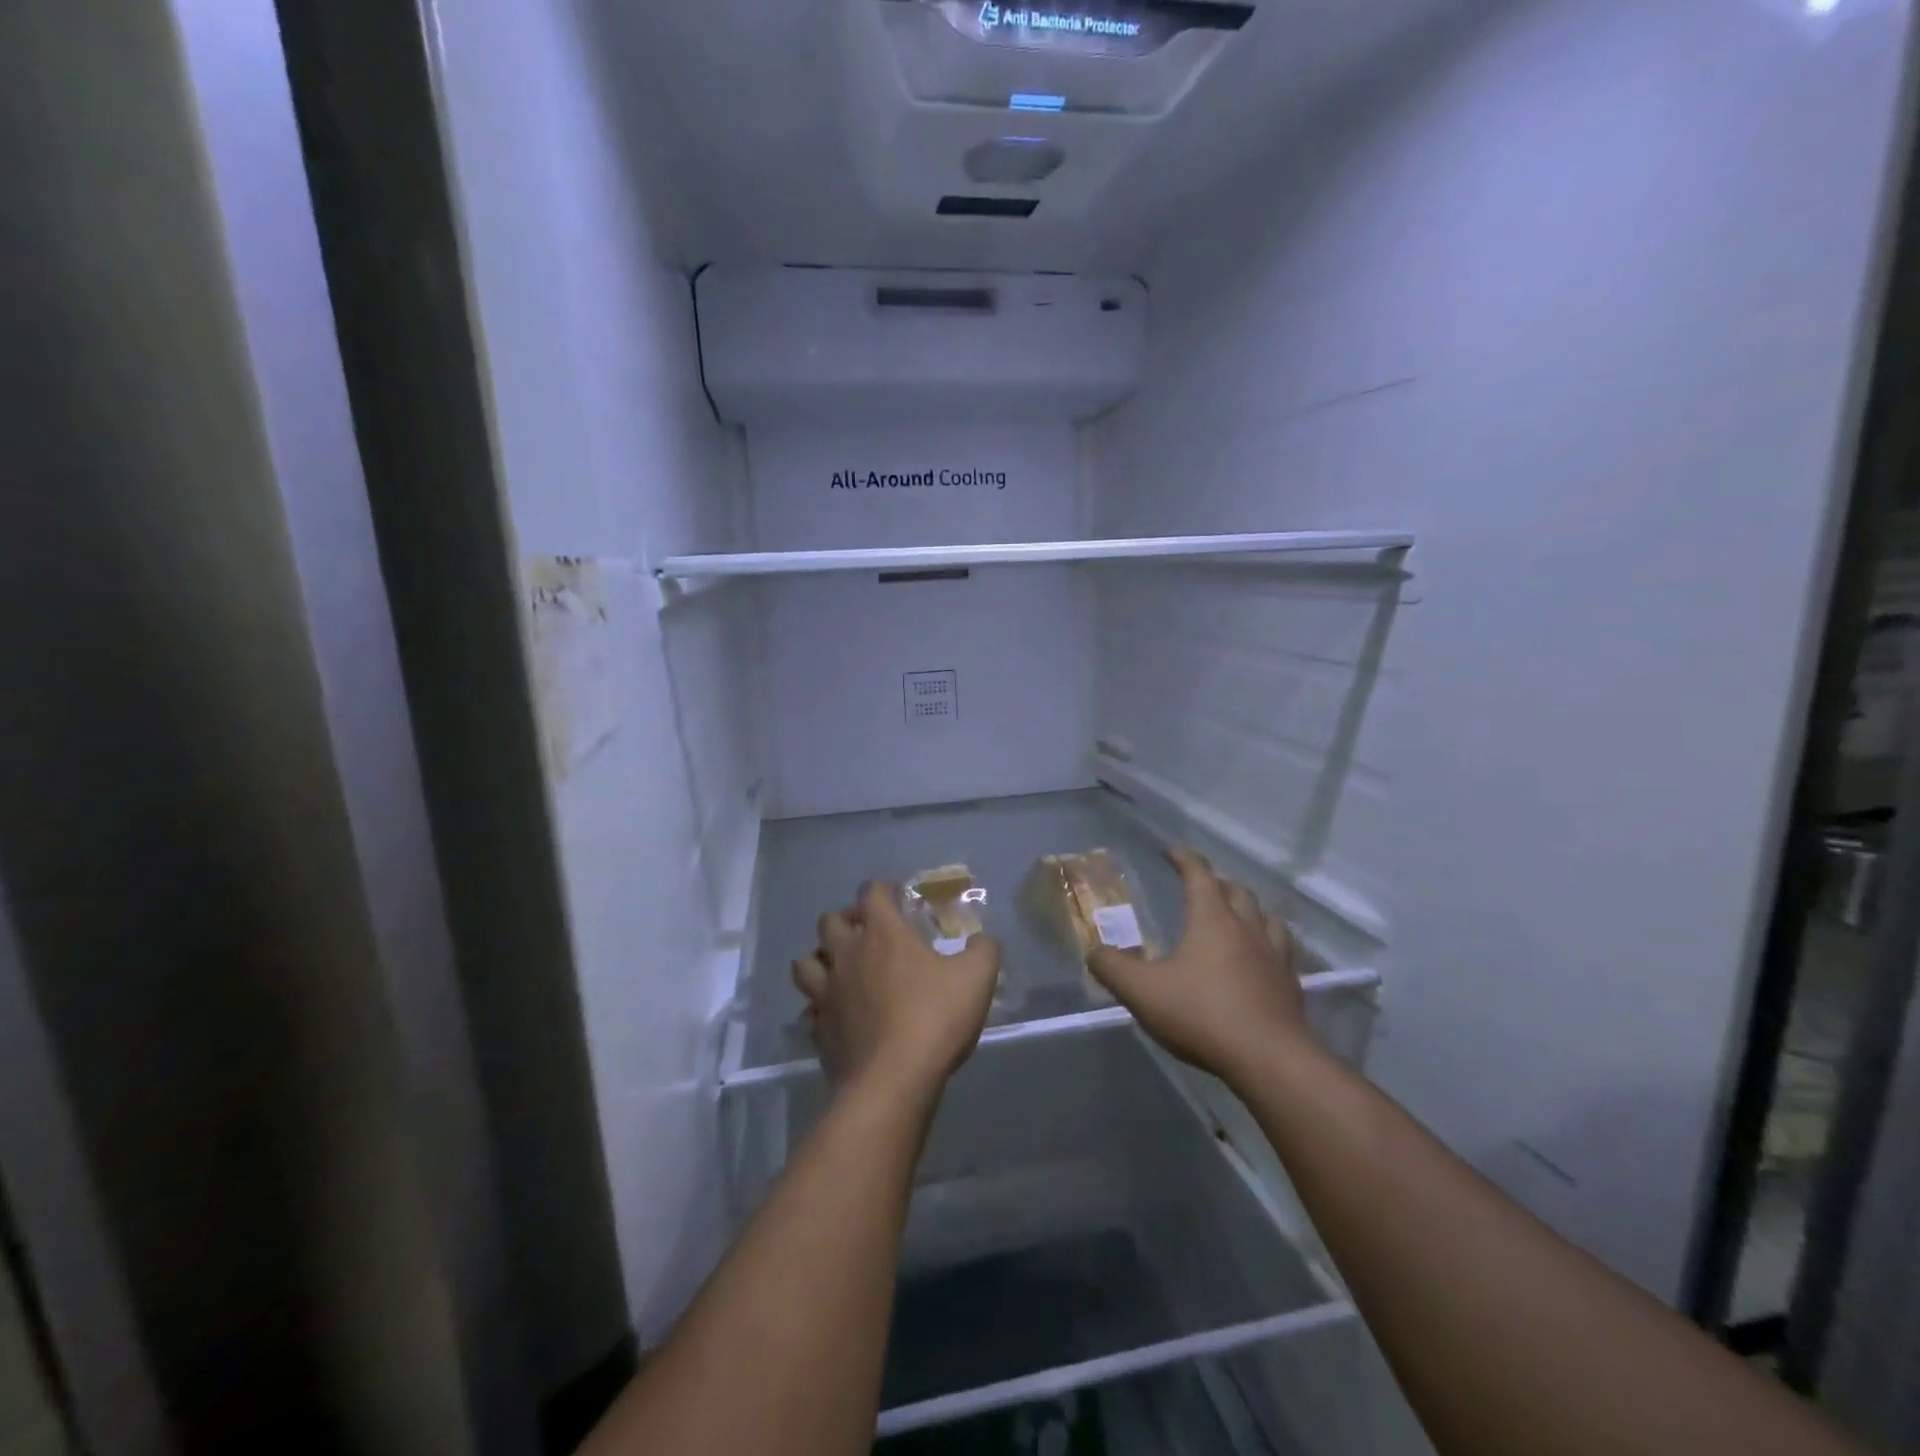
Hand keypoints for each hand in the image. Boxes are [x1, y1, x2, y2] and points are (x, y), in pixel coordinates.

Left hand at [793, 881, 1000, 1098]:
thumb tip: (981, 940)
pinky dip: (819, 1007)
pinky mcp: (819, 1030)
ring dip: (821, 959)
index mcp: (882, 933)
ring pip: (805, 962)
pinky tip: (837, 1015)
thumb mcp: (977, 977)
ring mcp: (827, 994)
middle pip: (829, 921)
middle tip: (868, 934)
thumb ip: (983, 950)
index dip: (882, 889)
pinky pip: (810, 1009)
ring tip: (841, 969)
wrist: (892, 1083)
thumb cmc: (934, 1019)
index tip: (897, 897)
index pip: (871, 892)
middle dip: (846, 921)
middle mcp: (847, 955)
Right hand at [1087, 848, 1307, 1083]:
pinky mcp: (1290, 987)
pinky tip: (1259, 963)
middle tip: (1201, 887)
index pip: (1200, 875)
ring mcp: (1275, 957)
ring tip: (1238, 919)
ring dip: (1250, 912)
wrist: (1269, 1060)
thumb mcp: (1141, 991)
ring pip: (1267, 919)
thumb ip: (1112, 968)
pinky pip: (1282, 953)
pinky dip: (1268, 947)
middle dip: (1217, 883)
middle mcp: (1248, 929)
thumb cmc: (1201, 1014)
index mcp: (1213, 919)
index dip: (1185, 859)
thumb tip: (1094, 952)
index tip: (1172, 851)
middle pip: (1237, 892)